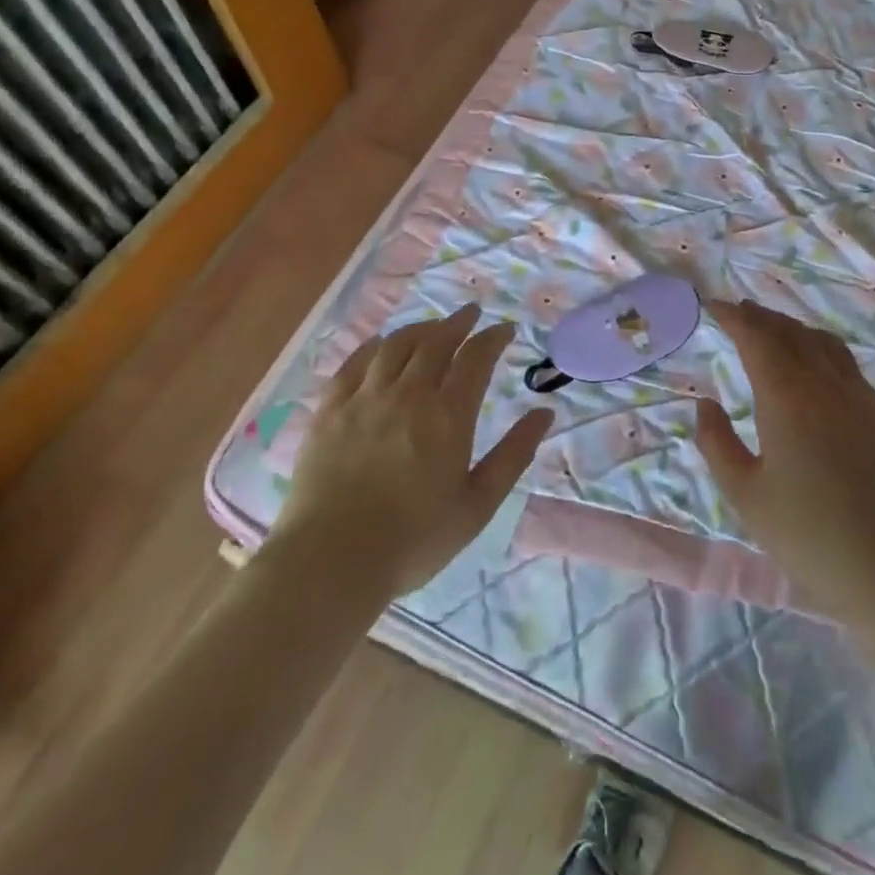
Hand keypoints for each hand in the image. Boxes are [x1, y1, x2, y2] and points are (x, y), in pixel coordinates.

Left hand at [277, 305, 552, 599]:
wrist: (332, 561)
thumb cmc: (414, 540)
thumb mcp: (477, 504)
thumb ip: (513, 455)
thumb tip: (545, 414)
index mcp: (448, 416)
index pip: (475, 358)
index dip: (492, 338)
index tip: (504, 330)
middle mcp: (408, 394)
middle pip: (436, 342)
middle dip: (458, 323)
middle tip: (471, 314)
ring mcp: (364, 398)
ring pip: (396, 345)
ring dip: (420, 329)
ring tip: (433, 326)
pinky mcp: (330, 409)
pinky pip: (354, 363)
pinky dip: (374, 346)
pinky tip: (381, 344)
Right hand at [693, 300, 874, 638]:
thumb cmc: (807, 534)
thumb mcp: (744, 494)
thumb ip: (716, 442)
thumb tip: (706, 404)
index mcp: (787, 396)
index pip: (757, 338)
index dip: (735, 317)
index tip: (715, 306)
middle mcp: (826, 385)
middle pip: (792, 334)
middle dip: (763, 318)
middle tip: (741, 312)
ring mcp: (862, 399)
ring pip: (825, 345)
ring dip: (795, 330)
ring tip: (777, 332)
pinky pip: (849, 368)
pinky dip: (823, 352)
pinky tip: (819, 372)